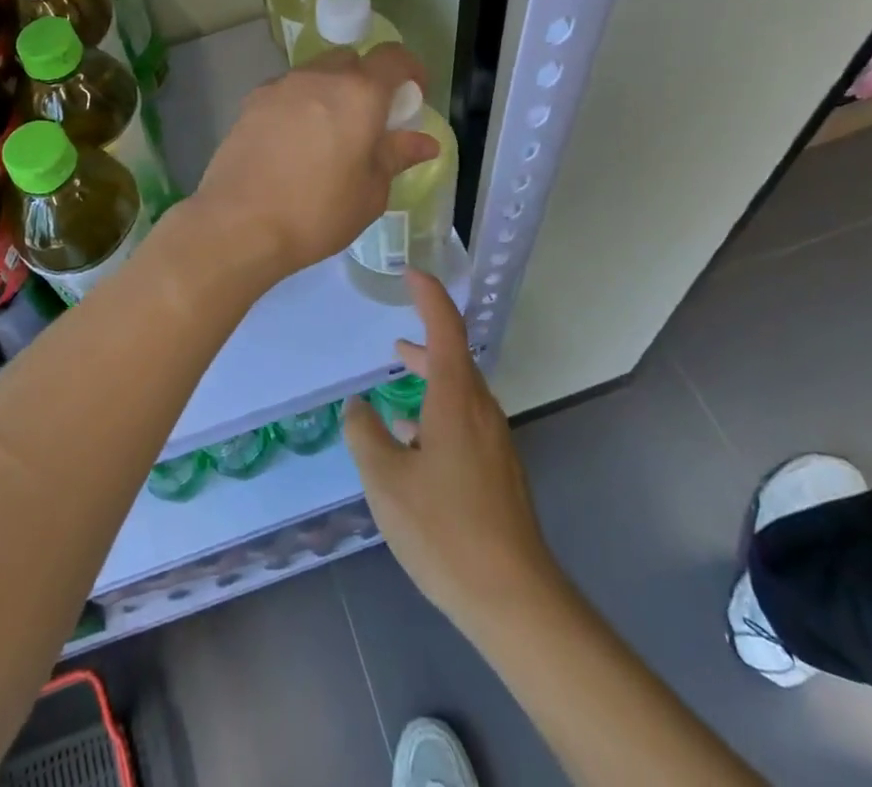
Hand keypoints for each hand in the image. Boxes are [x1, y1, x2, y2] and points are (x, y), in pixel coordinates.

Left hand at [193, 44, 440, 278]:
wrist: (239, 223)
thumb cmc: (317, 211)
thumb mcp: (370, 192)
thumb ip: (396, 156)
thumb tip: (425, 142)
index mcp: (358, 94)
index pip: (393, 57)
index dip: (410, 70)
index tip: (413, 96)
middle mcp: (318, 77)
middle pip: (350, 60)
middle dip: (366, 80)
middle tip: (369, 120)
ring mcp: (280, 86)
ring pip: (315, 74)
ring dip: (329, 92)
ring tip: (327, 135)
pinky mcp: (250, 102)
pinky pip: (286, 92)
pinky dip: (298, 105)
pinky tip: (293, 143)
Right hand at [345, 271, 558, 632]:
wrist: (513, 598)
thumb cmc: (444, 530)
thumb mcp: (386, 481)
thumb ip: (365, 436)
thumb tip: (358, 408)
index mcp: (457, 399)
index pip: (445, 328)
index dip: (429, 296)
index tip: (411, 274)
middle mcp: (481, 411)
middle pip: (455, 357)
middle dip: (427, 339)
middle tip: (396, 335)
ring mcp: (494, 442)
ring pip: (460, 390)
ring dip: (431, 375)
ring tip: (401, 372)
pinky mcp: (498, 470)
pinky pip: (465, 419)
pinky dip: (438, 408)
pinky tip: (414, 437)